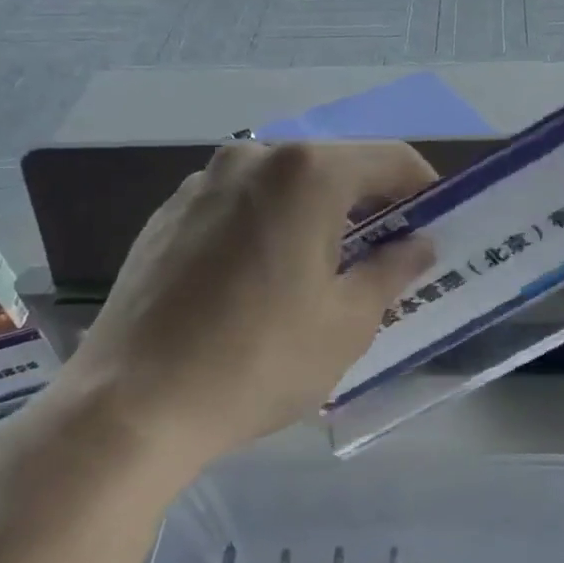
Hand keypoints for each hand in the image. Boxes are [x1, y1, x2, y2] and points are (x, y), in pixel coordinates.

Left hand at [71, 141, 434, 466]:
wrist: (130, 405)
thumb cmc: (258, 360)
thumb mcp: (347, 323)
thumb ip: (393, 270)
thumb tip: (418, 245)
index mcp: (307, 173)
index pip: (391, 160)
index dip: (423, 190)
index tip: (432, 228)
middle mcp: (253, 157)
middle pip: (336, 166)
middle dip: (370, 204)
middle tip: (385, 256)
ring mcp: (203, 181)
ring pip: (285, 184)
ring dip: (317, 214)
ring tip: (322, 271)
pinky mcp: (168, 212)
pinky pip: (240, 203)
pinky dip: (269, 224)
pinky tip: (261, 279)